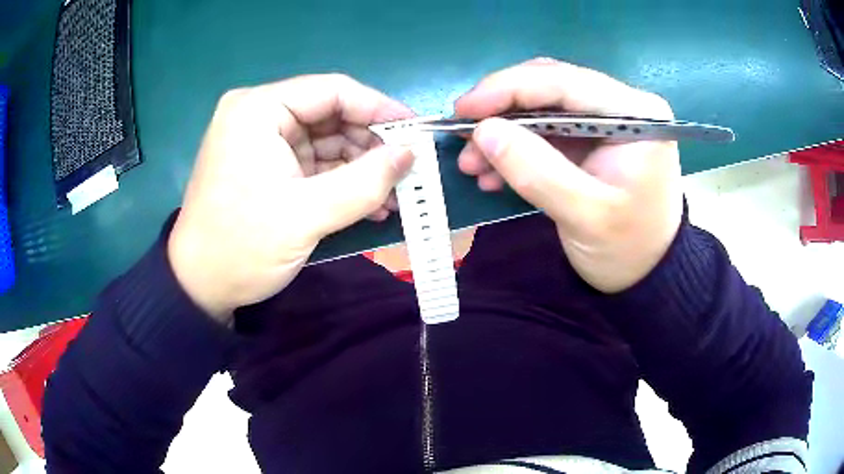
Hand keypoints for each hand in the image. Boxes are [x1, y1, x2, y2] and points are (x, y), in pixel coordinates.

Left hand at [168, 74, 413, 321]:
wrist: (200, 287)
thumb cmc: (242, 247)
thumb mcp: (306, 216)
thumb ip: (365, 182)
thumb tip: (412, 154)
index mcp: (257, 110)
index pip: (331, 90)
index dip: (378, 109)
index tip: (416, 131)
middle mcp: (258, 115)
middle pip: (330, 115)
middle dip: (370, 145)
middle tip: (406, 172)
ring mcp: (262, 141)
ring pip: (326, 141)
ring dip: (360, 168)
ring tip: (392, 196)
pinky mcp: (267, 166)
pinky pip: (314, 163)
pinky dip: (341, 181)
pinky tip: (369, 203)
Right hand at [455, 58, 682, 292]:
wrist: (648, 276)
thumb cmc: (628, 250)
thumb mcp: (584, 215)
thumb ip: (536, 170)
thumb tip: (484, 131)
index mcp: (636, 113)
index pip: (564, 82)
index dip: (507, 88)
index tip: (463, 109)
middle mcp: (624, 105)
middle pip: (550, 88)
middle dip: (502, 112)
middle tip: (463, 139)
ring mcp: (608, 121)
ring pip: (543, 108)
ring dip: (505, 132)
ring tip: (472, 163)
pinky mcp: (594, 139)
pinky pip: (547, 131)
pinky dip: (518, 148)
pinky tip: (494, 172)